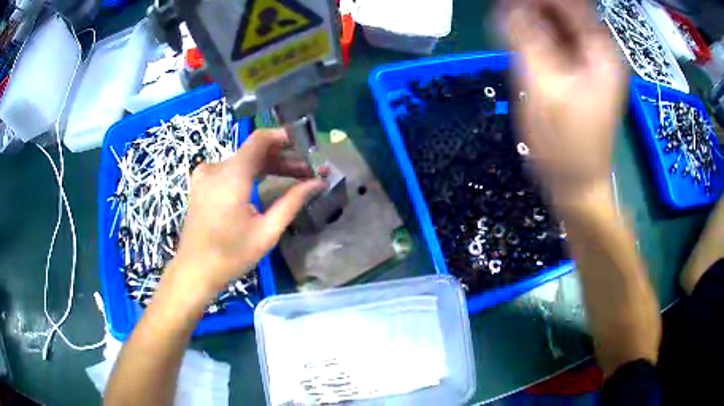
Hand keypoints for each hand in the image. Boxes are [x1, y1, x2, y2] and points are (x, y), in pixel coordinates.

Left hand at [169, 128, 327, 299]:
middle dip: (282, 157)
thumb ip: (292, 201)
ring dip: (267, 166)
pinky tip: (265, 183)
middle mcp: (215, 167)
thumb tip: (318, 182)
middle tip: (307, 170)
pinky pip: (230, 169)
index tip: (306, 145)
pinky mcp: (202, 183)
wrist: (194, 270)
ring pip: (242, 160)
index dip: (284, 137)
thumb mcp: (267, 231)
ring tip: (293, 177)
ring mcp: (205, 174)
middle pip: (253, 151)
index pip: (259, 139)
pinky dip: (250, 173)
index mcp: (231, 175)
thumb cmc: (231, 255)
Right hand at [505, 0, 626, 203]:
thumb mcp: (543, 90)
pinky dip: (536, 32)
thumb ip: (526, 40)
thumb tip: (509, 6)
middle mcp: (600, 49)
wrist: (577, 183)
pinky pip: (557, 38)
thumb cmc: (564, 145)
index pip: (569, 3)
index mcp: (600, 51)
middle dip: (533, 6)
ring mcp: (591, 60)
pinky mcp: (581, 70)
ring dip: (532, 16)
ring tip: (508, 24)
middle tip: (506, 13)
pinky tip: (519, 37)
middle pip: (564, 9)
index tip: (511, 3)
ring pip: (559, 21)